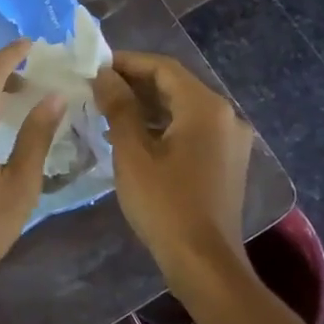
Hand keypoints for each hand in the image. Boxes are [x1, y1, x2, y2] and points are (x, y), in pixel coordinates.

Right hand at [92, 51, 256, 277]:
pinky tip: (132, 135)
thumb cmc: (164, 203)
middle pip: (175, 85)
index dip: (126, 62)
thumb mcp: (132, 152)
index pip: (163, 68)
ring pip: (183, 107)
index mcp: (206, 107)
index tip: (93, 66)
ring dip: (146, 104)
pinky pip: (191, 128)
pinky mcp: (226, 160)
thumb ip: (118, 106)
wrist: (203, 261)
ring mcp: (230, 139)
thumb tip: (103, 74)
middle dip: (135, 82)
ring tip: (107, 110)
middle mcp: (226, 115)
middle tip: (96, 87)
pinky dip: (162, 125)